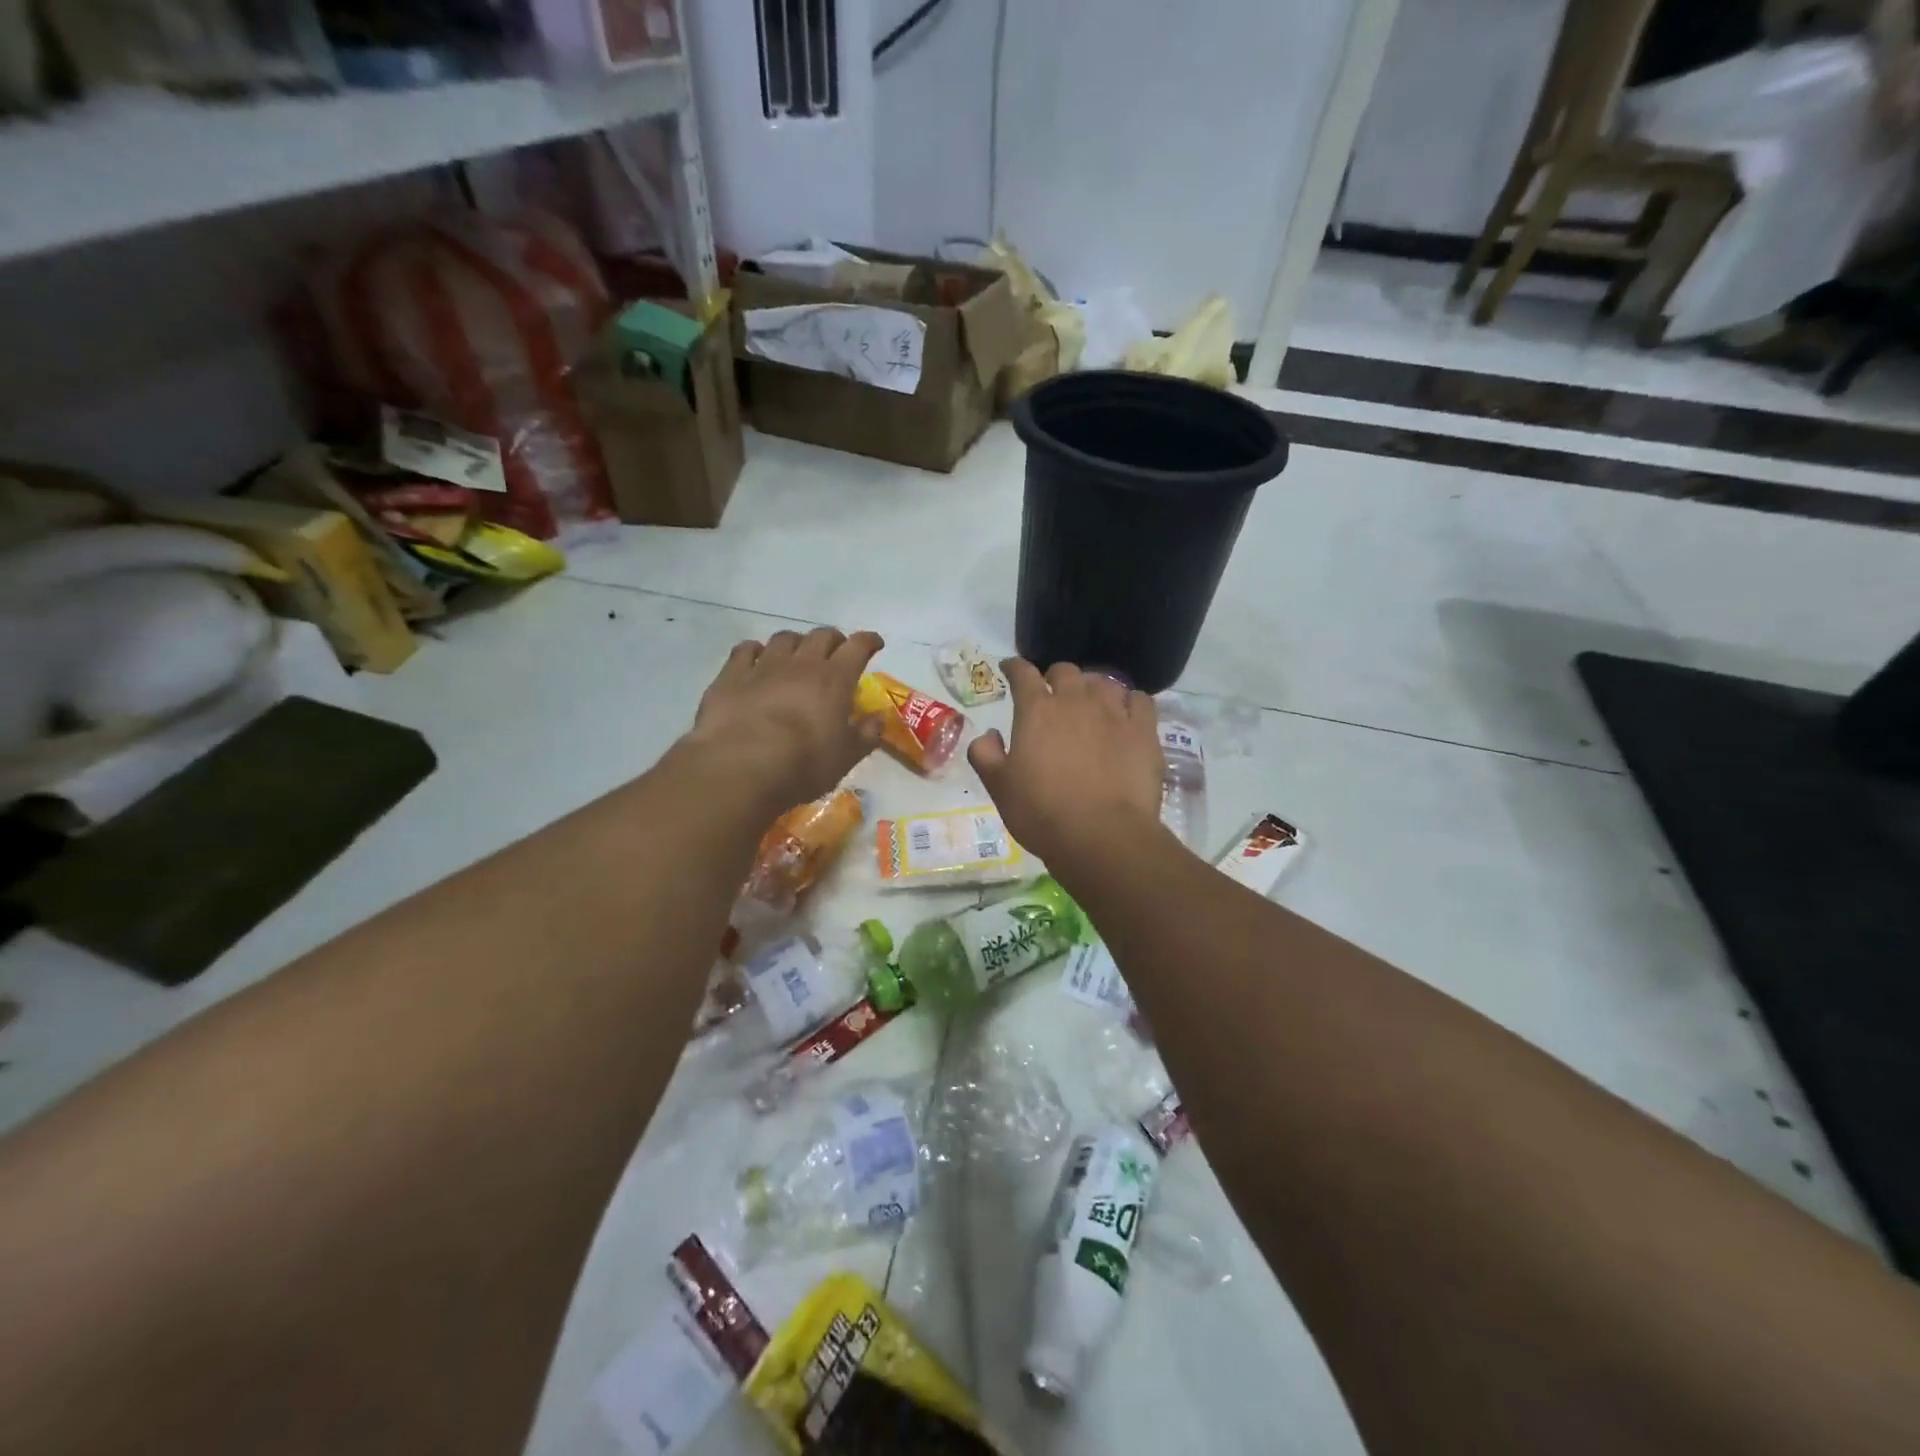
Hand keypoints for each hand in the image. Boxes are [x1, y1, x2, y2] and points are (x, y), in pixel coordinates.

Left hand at [687, 627, 885, 807]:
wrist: (740, 767)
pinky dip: (755, 651)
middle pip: (821, 635)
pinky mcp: (731, 676)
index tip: (874, 644)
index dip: (868, 641)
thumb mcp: (845, 757)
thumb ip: (866, 735)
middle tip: (836, 652)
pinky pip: (745, 650)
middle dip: (833, 640)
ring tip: (797, 656)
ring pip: (784, 638)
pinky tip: (756, 660)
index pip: (858, 647)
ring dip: (796, 643)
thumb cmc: (803, 764)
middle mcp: (801, 663)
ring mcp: (763, 666)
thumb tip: (878, 718)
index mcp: (835, 679)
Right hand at [969, 659, 1165, 867]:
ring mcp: (1114, 713)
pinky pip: (1139, 700)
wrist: (1101, 835)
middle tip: (1051, 694)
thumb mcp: (998, 787)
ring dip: (1092, 688)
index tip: (1010, 669)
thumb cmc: (1041, 812)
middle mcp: (1076, 701)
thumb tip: (988, 734)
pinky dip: (1129, 701)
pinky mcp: (1144, 731)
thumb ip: (985, 754)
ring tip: (1090, 704)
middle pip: (1065, 672)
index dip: (1014, 667)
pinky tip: (1126, 714)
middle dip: (1055, 677)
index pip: (1023, 674)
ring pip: (1103, 682)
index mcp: (1037, 711)